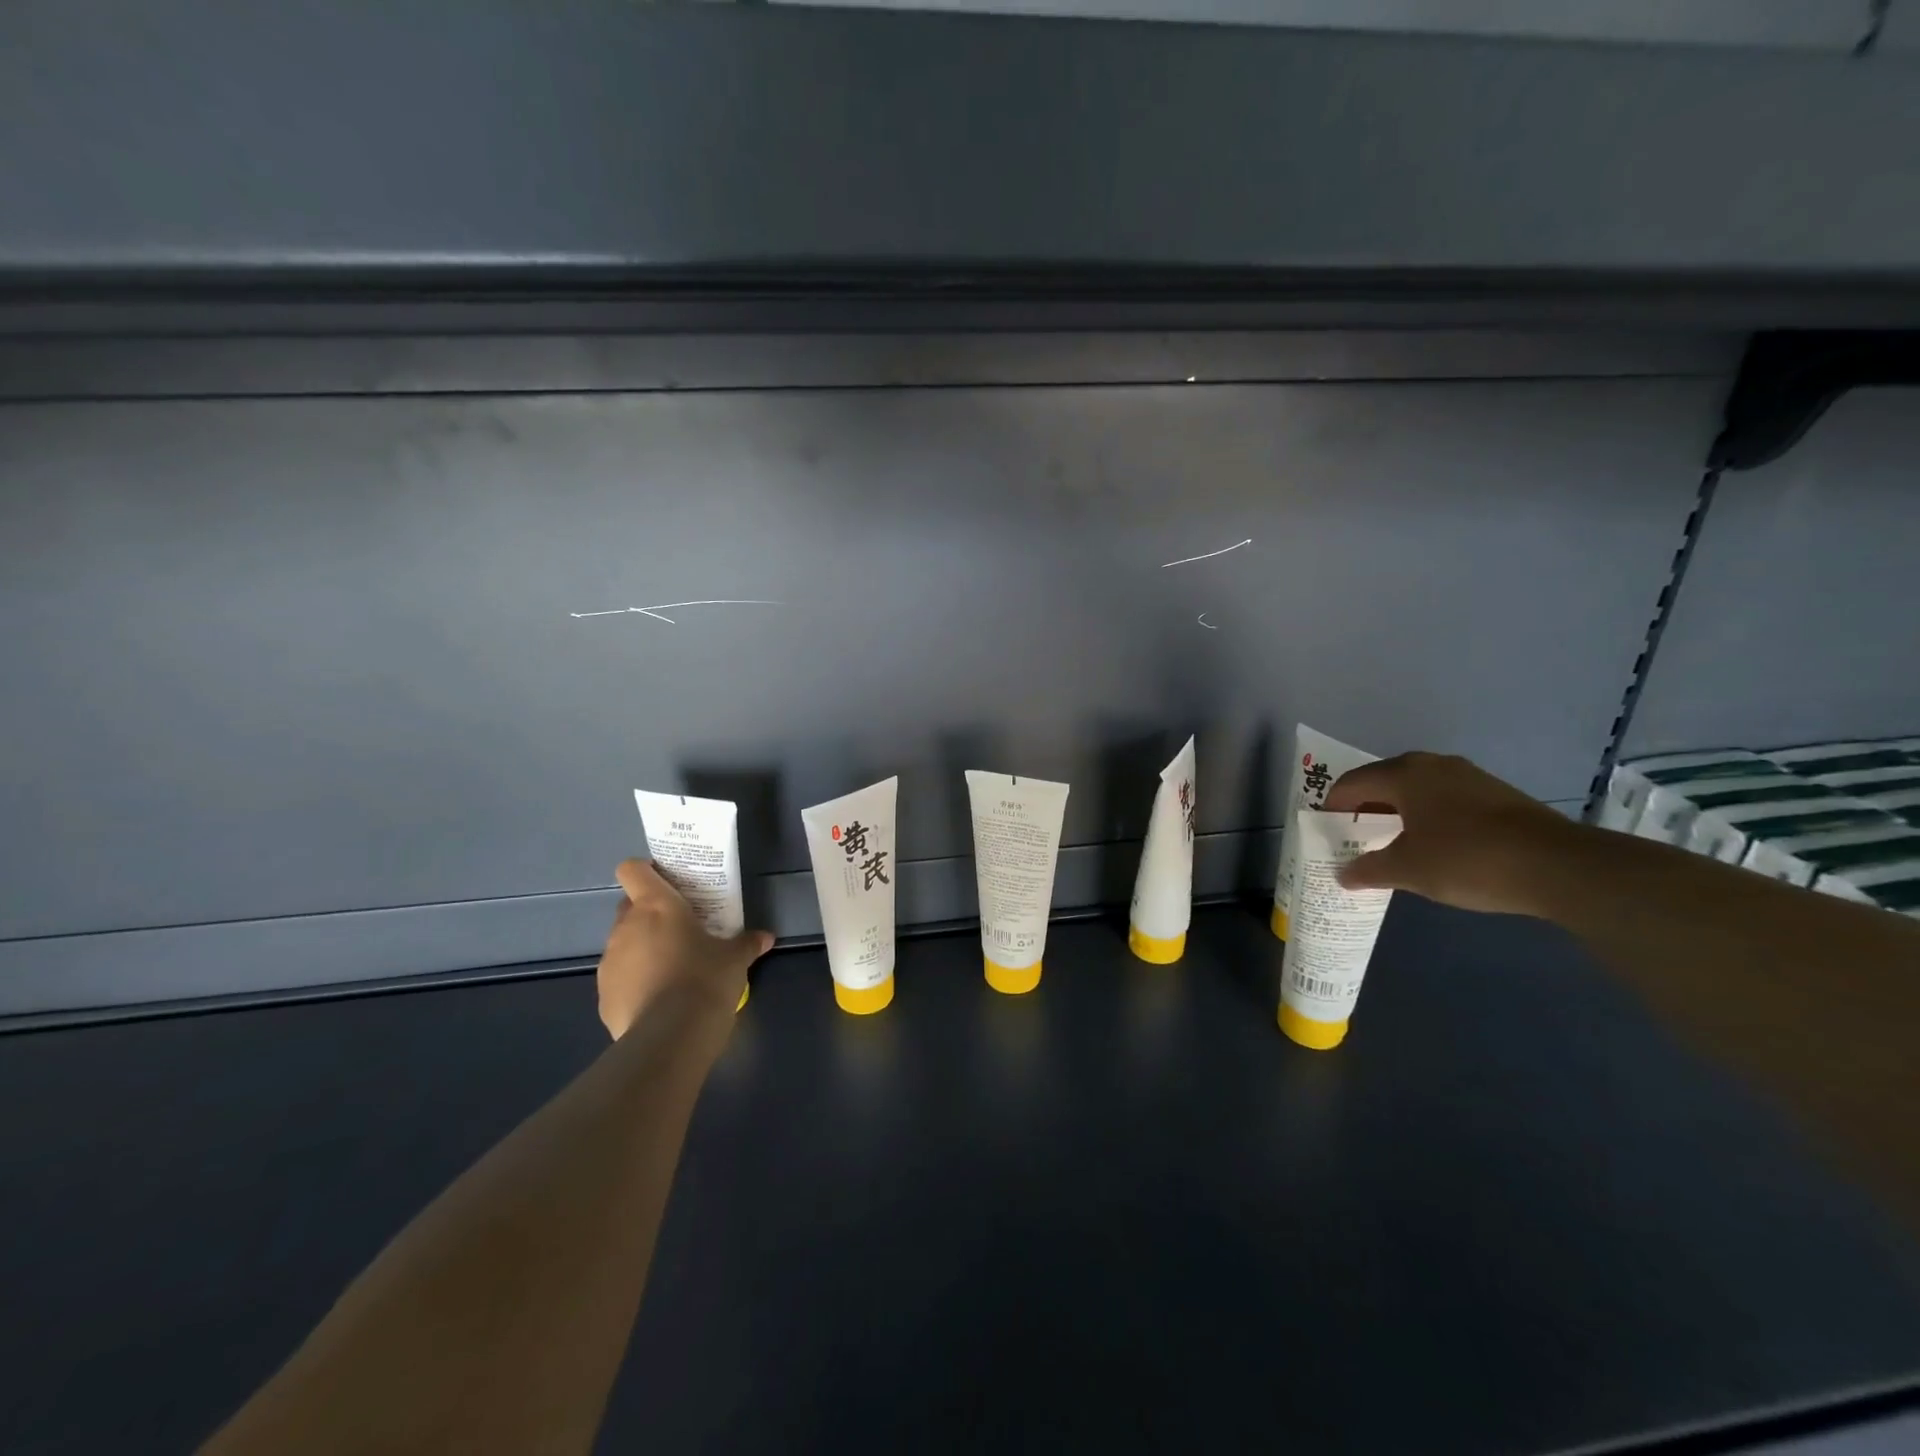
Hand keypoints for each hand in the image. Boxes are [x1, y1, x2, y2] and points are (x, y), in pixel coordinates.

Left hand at [596, 860, 773, 1038]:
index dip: (646, 872)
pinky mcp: (604, 997)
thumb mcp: (735, 959)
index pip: (633, 870)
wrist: (670, 1038)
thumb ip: (747, 943)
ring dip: (642, 949)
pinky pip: (619, 978)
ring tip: (672, 969)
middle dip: (649, 914)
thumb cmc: (705, 979)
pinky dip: (635, 982)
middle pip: (628, 906)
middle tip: (679, 929)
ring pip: (623, 943)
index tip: (667, 884)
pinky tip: (659, 1000)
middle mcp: (625, 928)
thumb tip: (765, 937)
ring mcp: (609, 963)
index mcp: (655, 906)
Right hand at [1321, 753, 1575, 916]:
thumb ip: (1369, 870)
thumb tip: (1343, 875)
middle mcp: (1432, 765)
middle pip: (1383, 781)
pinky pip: (1444, 798)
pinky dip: (1427, 816)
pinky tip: (1433, 844)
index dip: (1333, 807)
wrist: (1558, 866)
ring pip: (1416, 789)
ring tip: (1391, 843)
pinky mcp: (1495, 794)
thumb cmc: (1466, 859)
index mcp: (1403, 774)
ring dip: (1397, 812)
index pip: (1351, 783)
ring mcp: (1468, 776)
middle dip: (1364, 808)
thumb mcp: (1408, 870)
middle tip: (1353, 837)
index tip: (1325, 831)